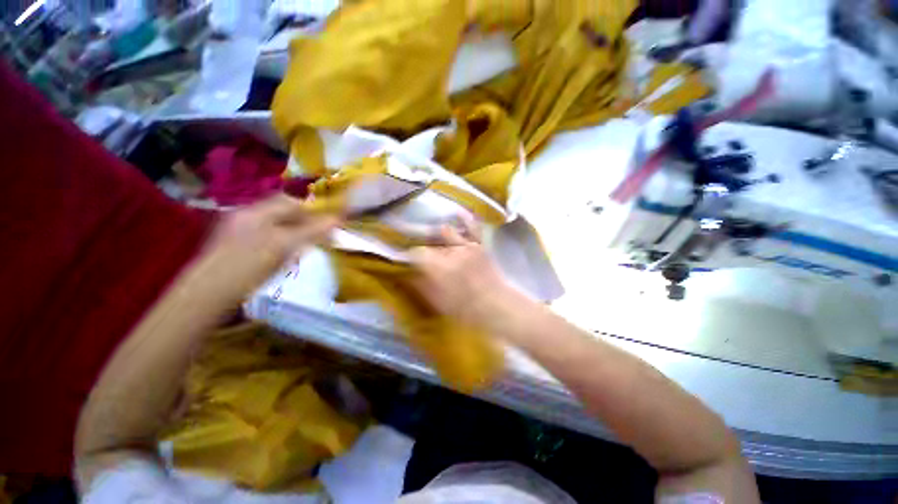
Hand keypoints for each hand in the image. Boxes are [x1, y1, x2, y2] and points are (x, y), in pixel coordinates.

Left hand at [196, 194, 339, 299]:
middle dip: (302, 222)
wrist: (207, 295)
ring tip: (302, 249)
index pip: (290, 202)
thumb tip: (337, 220)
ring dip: (292, 233)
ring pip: (274, 225)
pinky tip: (282, 256)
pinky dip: (279, 242)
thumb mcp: (284, 247)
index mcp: (255, 213)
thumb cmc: (247, 267)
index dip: (311, 211)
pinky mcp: (233, 245)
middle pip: (282, 212)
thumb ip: (311, 231)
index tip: (326, 225)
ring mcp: (237, 231)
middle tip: (316, 238)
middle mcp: (245, 216)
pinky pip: (264, 236)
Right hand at [409, 218, 512, 327]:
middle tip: (419, 250)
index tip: (407, 259)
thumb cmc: (464, 308)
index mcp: (437, 267)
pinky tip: (457, 211)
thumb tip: (408, 274)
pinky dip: (465, 218)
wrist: (495, 304)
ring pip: (446, 231)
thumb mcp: (437, 302)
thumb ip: (421, 285)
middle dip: (422, 245)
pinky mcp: (479, 244)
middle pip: (429, 242)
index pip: (416, 253)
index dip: (409, 255)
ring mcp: (466, 245)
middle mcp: (449, 251)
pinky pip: (472, 227)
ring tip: (431, 231)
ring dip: (437, 232)